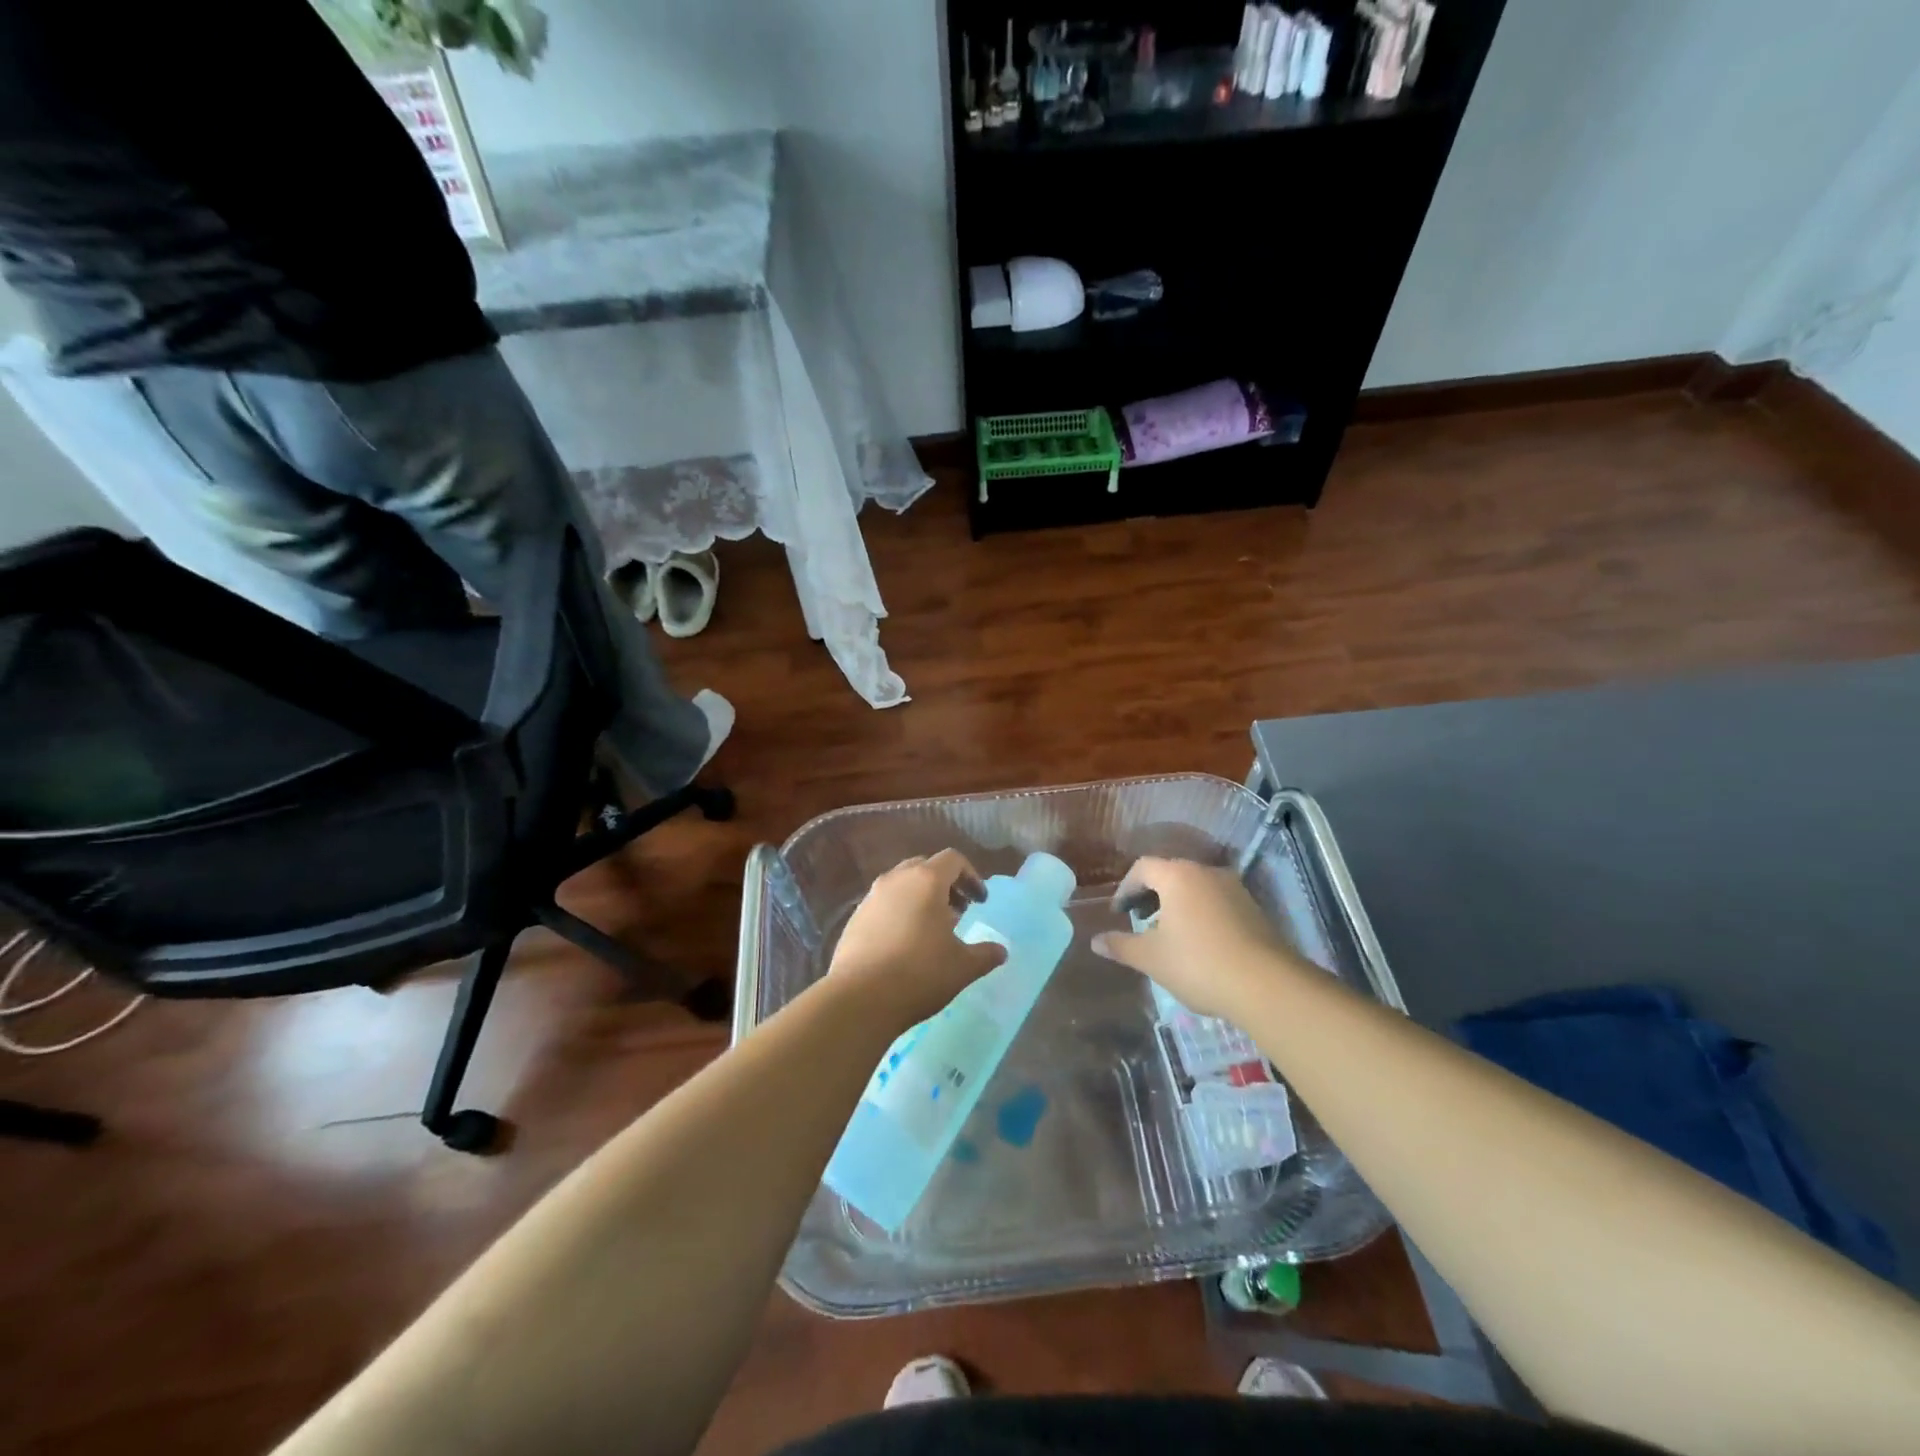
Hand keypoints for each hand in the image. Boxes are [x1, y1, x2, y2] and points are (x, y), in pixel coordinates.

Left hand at [828, 850, 1006, 1027]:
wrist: (859, 998)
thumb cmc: (919, 974)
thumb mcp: (962, 967)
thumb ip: (985, 954)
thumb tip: (1001, 951)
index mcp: (926, 880)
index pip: (953, 860)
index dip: (971, 876)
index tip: (980, 901)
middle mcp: (896, 879)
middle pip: (925, 867)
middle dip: (945, 884)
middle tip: (958, 910)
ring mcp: (871, 898)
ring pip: (901, 885)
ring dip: (920, 898)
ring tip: (932, 929)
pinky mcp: (854, 919)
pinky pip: (883, 904)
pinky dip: (899, 913)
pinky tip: (905, 944)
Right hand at [1091, 856, 1296, 1019]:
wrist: (1267, 985)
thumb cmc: (1198, 964)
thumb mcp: (1151, 958)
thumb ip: (1121, 946)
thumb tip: (1095, 941)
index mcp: (1177, 876)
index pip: (1142, 868)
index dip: (1125, 888)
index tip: (1118, 913)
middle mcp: (1206, 873)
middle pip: (1170, 874)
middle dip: (1150, 895)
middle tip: (1138, 921)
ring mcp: (1234, 889)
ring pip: (1195, 888)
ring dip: (1176, 905)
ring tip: (1167, 935)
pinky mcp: (1254, 909)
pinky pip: (1216, 902)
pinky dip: (1199, 914)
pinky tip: (1198, 945)